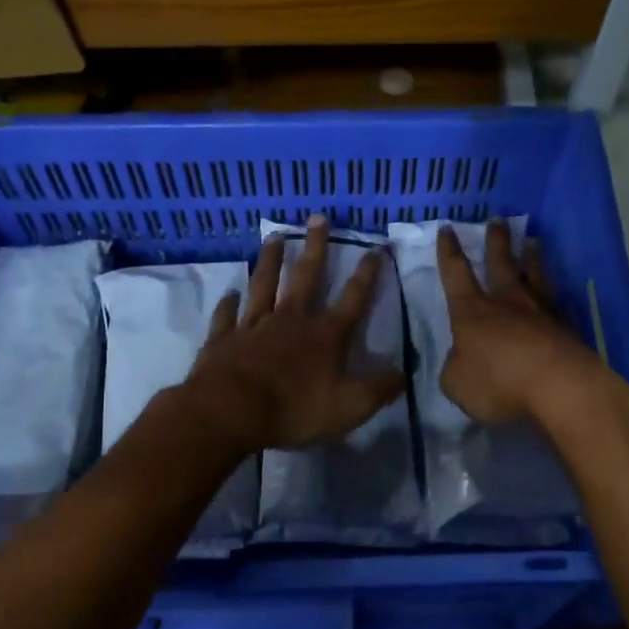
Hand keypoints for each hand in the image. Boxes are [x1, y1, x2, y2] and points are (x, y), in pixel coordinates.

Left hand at [184, 217, 406, 452]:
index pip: (354, 299)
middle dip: (315, 247)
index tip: (377, 248)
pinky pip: (227, 315)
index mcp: (325, 335)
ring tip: (274, 238)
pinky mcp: (224, 339)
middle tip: (318, 218)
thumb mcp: (350, 406)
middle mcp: (290, 320)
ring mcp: (254, 326)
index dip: (368, 275)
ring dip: (271, 261)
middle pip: (306, 277)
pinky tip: (230, 292)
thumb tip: (404, 374)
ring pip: (264, 285)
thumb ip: (379, 389)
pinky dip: (229, 303)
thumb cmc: (294, 409)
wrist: (231, 410)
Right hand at [436, 218, 610, 425]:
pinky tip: (557, 291)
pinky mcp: (567, 329)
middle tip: (497, 221)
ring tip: (533, 241)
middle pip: (501, 264)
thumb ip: (455, 368)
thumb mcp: (457, 383)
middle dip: (496, 242)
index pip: (456, 274)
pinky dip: (554, 294)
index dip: (449, 252)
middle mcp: (507, 303)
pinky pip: (558, 303)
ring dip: (532, 258)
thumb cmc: (499, 382)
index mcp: (472, 312)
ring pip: (534, 276)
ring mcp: (541, 313)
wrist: (560, 387)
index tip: (447, 228)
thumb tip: (460, 360)